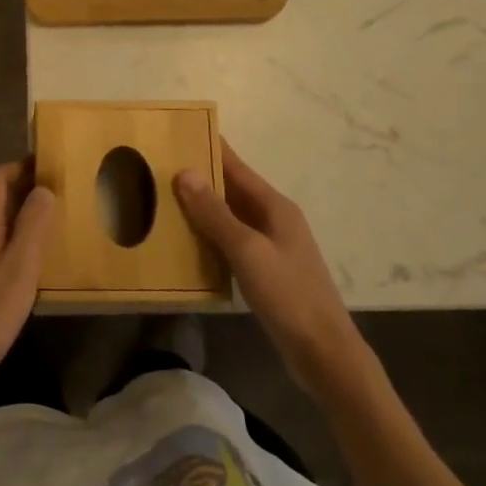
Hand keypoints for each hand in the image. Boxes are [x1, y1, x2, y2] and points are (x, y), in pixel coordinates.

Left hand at [0, 159, 54, 411]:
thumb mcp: (19, 268)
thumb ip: (32, 227)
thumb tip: (44, 188)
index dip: (20, 167)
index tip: (50, 167)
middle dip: (27, 192)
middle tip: (62, 197)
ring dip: (24, 220)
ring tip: (56, 229)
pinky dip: (18, 247)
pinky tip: (36, 269)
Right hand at [174, 141, 371, 396]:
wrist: (325, 353)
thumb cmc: (288, 295)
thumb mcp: (247, 251)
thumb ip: (215, 213)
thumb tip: (184, 172)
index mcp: (275, 207)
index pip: (237, 167)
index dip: (211, 149)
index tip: (181, 132)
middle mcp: (275, 219)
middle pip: (233, 190)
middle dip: (201, 178)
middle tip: (161, 167)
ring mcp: (273, 246)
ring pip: (232, 216)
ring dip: (204, 208)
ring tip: (165, 200)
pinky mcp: (268, 270)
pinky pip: (233, 241)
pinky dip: (211, 235)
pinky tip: (188, 241)